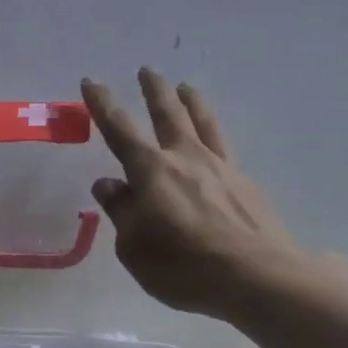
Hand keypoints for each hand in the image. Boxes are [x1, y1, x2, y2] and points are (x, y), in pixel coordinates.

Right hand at [81, 69, 302, 319]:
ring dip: (191, 102)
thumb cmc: (182, 266)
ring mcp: (221, 168)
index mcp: (151, 171)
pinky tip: (213, 142)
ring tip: (186, 87)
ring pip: (203, 122)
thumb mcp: (133, 247)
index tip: (91, 82)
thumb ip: (121, 211)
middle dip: (154, 90)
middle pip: (168, 113)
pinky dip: (213, 135)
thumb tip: (108, 184)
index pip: (119, 130)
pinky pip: (224, 148)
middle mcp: (185, 158)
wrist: (255, 276)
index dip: (102, 105)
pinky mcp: (245, 184)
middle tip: (146, 71)